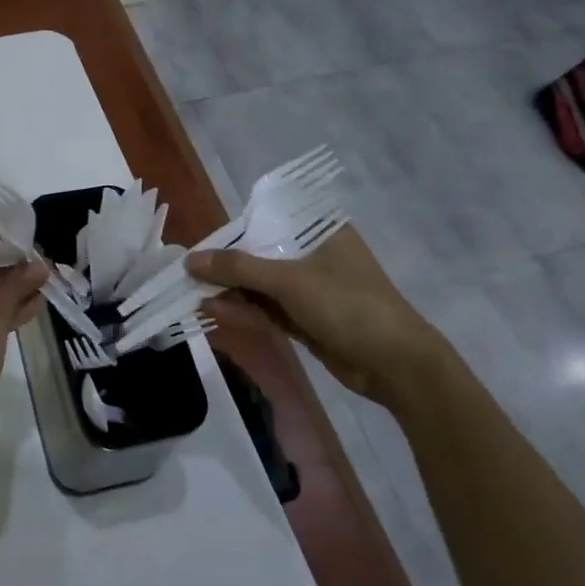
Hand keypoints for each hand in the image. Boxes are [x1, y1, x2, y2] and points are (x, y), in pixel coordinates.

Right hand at [186, 226, 451, 407]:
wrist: (397, 365)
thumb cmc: (348, 305)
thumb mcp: (289, 281)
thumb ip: (238, 268)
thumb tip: (190, 260)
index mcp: (320, 231)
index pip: (268, 220)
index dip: (233, 229)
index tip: (200, 241)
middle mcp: (315, 254)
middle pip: (261, 254)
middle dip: (226, 265)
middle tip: (187, 272)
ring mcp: (312, 289)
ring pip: (261, 285)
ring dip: (231, 290)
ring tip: (190, 292)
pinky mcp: (308, 320)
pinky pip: (268, 309)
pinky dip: (244, 310)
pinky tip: (213, 310)